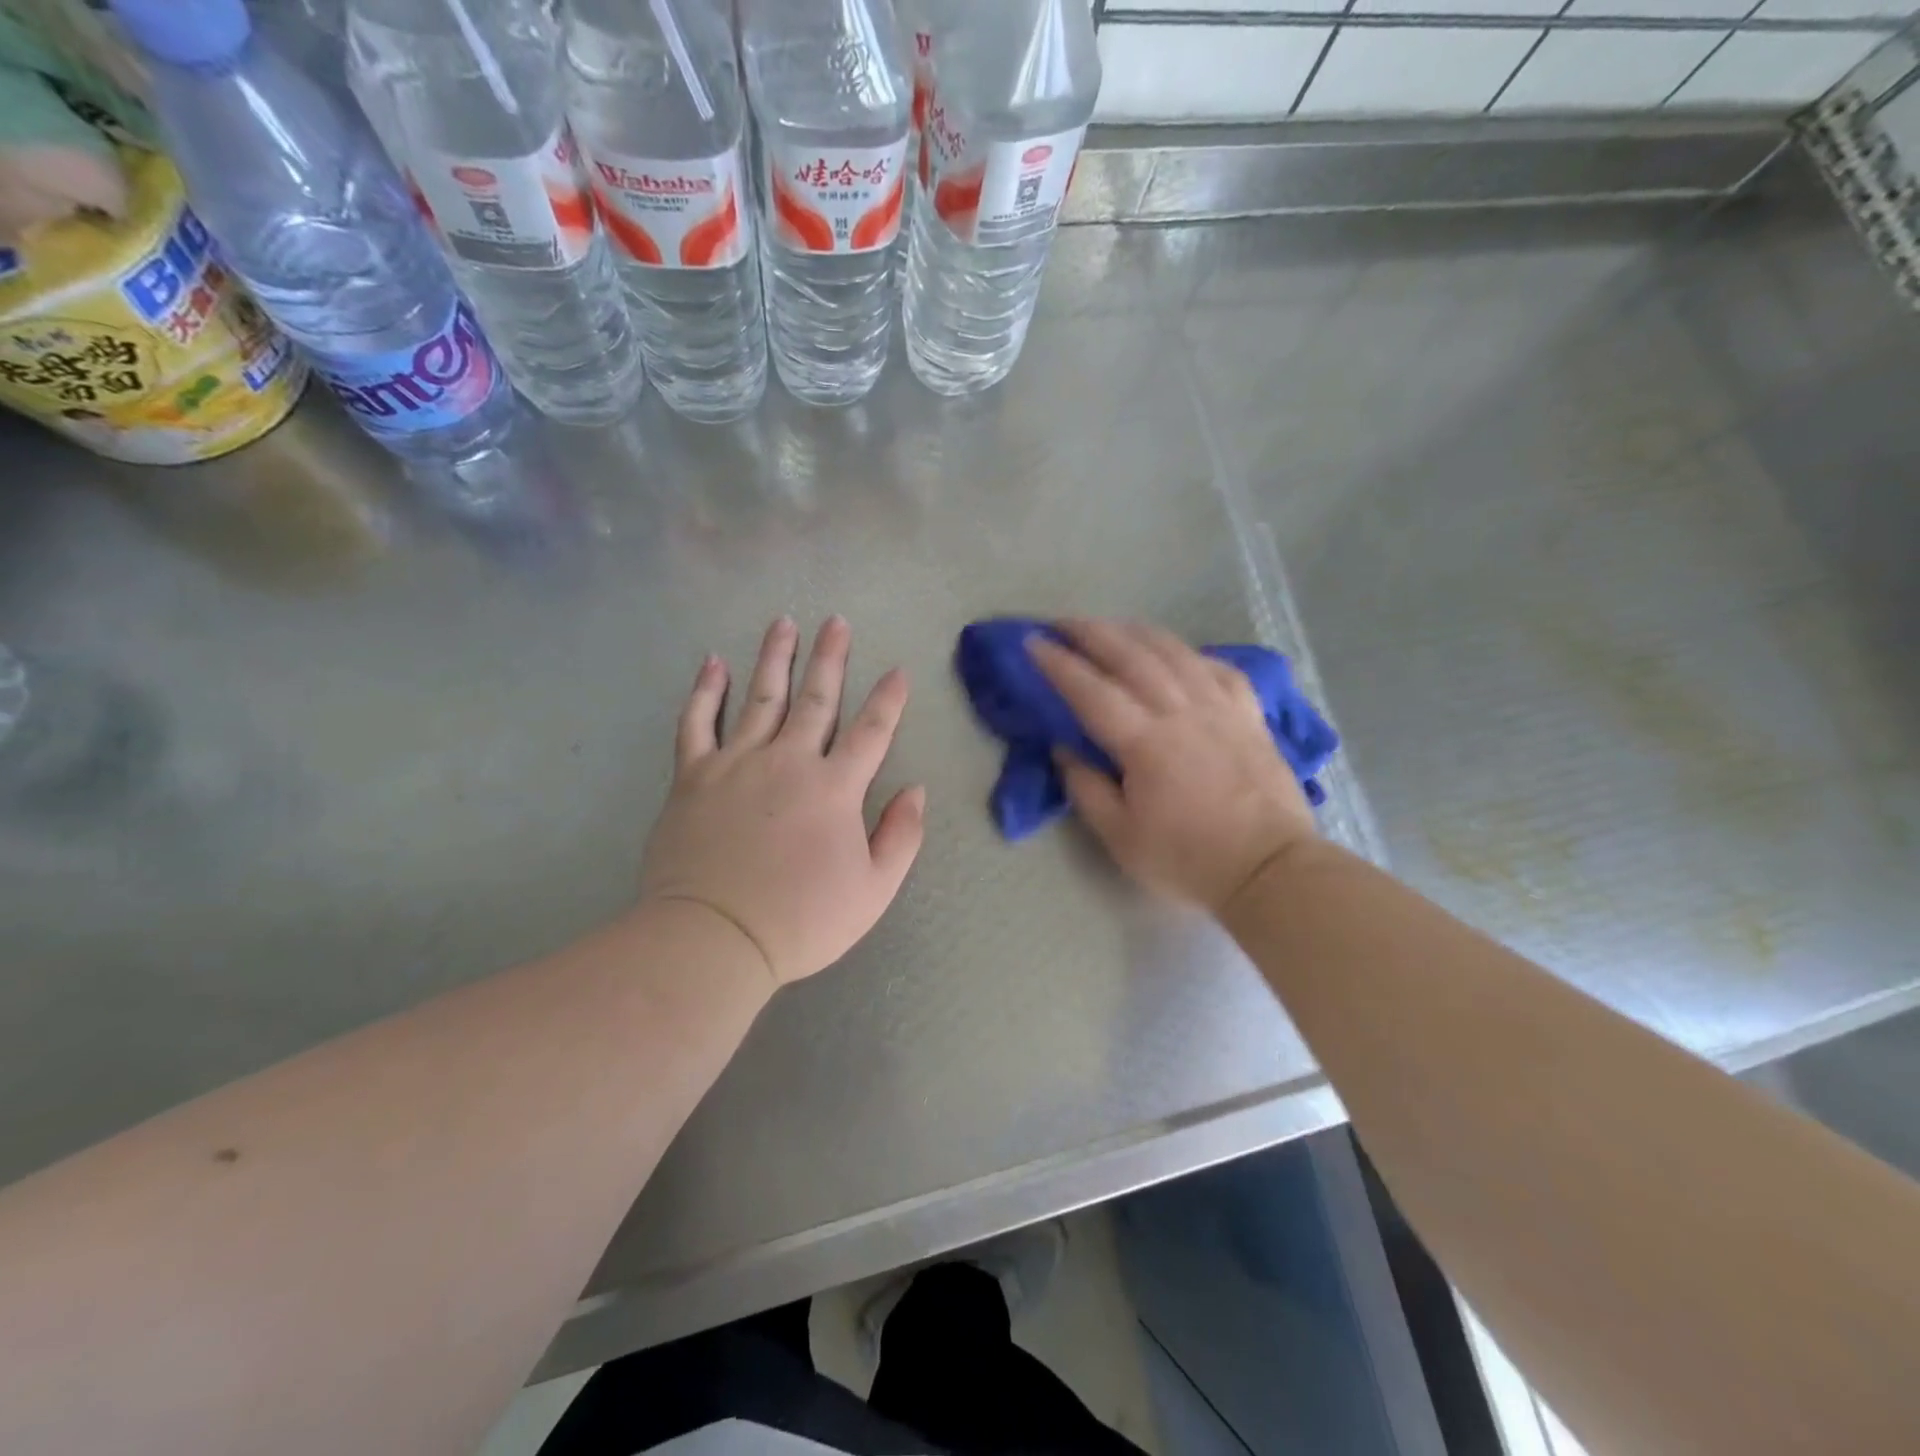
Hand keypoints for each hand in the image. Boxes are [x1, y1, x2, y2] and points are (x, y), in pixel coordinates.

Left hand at [640, 616, 925, 986]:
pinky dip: (705, 690)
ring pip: (761, 697)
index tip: (897, 671)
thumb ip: (901, 836)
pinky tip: (713, 663)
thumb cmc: (801, 919)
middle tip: (836, 621)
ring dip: (775, 657)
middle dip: (830, 658)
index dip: (888, 700)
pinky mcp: (694, 776)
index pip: (871, 732)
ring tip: (784, 623)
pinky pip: (697, 722)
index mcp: (835, 788)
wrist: (713, 938)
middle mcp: (788, 761)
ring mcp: (737, 763)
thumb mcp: (873, 891)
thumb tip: (915, 790)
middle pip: (816, 699)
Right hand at [1029, 620, 1315, 914]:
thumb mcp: (1120, 837)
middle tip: (1063, 622)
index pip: (1091, 691)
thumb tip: (1063, 747)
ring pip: (1174, 652)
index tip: (1033, 642)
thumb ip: (1086, 788)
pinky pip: (1218, 669)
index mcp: (1145, 742)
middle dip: (1092, 633)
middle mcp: (1181, 711)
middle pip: (1131, 656)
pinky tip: (1179, 654)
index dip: (1059, 664)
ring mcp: (1220, 708)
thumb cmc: (1187, 859)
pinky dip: (1191, 654)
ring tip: (1112, 625)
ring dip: (1137, 632)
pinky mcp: (1249, 715)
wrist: (1269, 869)